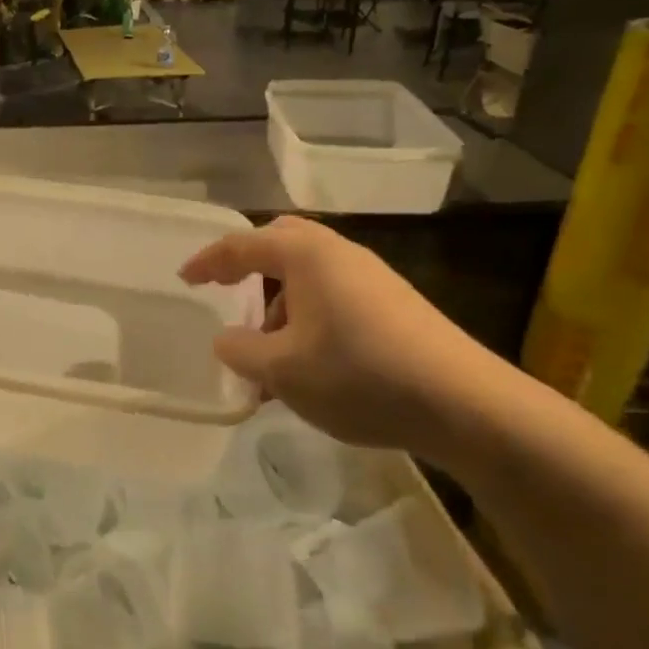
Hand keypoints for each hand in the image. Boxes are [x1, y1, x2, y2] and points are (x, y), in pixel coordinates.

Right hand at [180, 216, 506, 452]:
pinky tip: (308, 366)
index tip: (184, 280)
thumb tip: (227, 339)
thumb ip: (240, 350)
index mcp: (306, 254)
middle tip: (227, 293)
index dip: (207, 261)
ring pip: (309, 276)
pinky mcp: (394, 306)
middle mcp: (339, 254)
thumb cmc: (358, 374)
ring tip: (268, 354)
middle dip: (249, 268)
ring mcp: (372, 278)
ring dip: (279, 304)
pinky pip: (334, 298)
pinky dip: (307, 320)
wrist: (463, 403)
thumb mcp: (281, 370)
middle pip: (281, 244)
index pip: (242, 244)